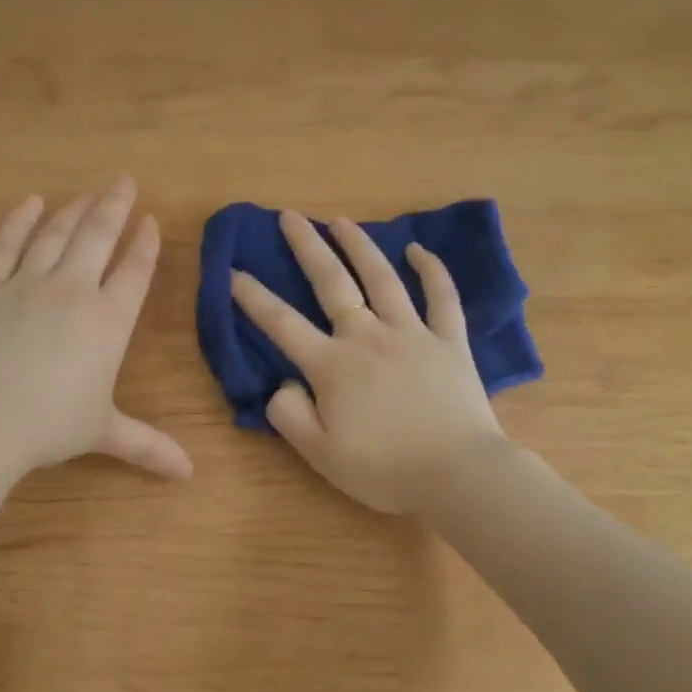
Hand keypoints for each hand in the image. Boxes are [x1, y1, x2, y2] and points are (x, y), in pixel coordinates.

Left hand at [0, 179, 192, 480]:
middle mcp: (72, 290)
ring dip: (74, 209)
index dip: (145, 244)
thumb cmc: (47, 426)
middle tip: (124, 181)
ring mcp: (26, 283)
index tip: (150, 221)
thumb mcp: (102, 433)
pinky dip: (19, 220)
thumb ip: (148, 445)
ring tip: (86, 193)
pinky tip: (31, 203)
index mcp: (108, 321)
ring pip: (56, 234)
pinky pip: (6, 244)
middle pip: (98, 236)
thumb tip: (189, 474)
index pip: (135, 271)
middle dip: (114, 206)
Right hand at [231, 211, 507, 513]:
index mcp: (332, 366)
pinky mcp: (449, 341)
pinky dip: (431, 270)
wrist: (458, 475)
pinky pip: (442, 298)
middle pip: (332, 283)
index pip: (282, 324)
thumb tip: (283, 383)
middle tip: (290, 216)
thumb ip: (290, 415)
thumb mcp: (320, 455)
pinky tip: (418, 249)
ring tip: (341, 221)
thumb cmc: (385, 469)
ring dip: (359, 246)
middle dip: (307, 247)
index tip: (232, 272)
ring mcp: (412, 334)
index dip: (253, 297)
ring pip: (382, 278)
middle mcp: (367, 337)